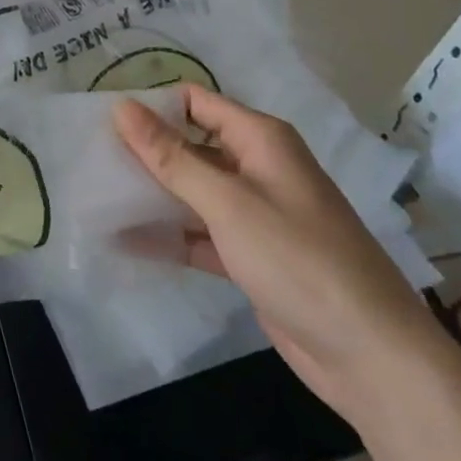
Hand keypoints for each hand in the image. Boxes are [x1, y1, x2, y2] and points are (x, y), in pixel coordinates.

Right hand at [113, 87, 456, 427]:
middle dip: (145, 151)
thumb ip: (171, 156)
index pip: (195, 102)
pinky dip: (169, 235)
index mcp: (261, 140)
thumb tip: (121, 106)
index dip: (152, 105)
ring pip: (192, 191)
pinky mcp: (251, 255)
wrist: (372, 358)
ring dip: (152, 194)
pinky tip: (124, 239)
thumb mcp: (227, 203)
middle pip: (191, 146)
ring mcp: (255, 214)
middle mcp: (258, 168)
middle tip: (88, 156)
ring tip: (95, 193)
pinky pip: (200, 233)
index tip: (102, 117)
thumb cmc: (299, 260)